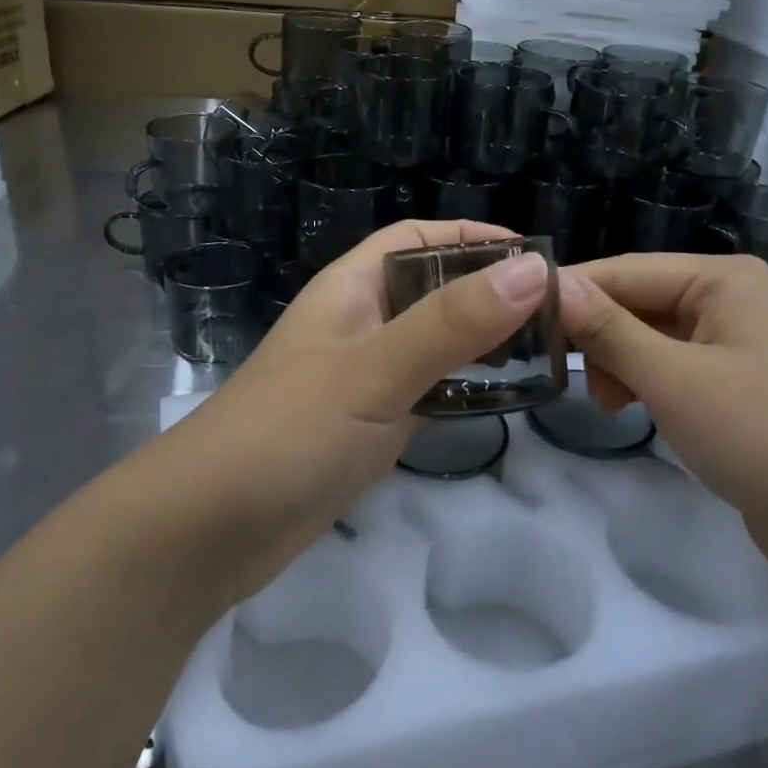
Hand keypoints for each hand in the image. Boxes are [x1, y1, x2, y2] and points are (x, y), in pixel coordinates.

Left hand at [157, 220, 552, 600]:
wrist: (210, 529)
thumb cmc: (290, 432)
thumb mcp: (375, 370)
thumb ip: (452, 323)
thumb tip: (533, 271)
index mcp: (351, 289)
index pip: (417, 239)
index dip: (473, 238)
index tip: (536, 258)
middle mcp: (359, 324)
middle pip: (432, 290)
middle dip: (488, 293)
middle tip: (558, 314)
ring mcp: (363, 378)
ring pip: (433, 344)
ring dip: (481, 344)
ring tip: (546, 354)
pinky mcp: (368, 425)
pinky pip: (426, 392)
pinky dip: (462, 390)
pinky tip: (502, 402)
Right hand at [558, 253, 767, 575]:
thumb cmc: (756, 434)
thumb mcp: (672, 378)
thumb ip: (609, 330)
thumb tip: (552, 286)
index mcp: (723, 278)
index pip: (627, 270)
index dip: (573, 291)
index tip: (519, 317)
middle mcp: (726, 296)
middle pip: (635, 300)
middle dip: (598, 336)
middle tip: (563, 374)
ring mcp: (728, 338)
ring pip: (645, 334)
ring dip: (615, 363)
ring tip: (607, 404)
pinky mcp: (725, 377)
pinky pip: (664, 363)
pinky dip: (639, 381)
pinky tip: (626, 408)